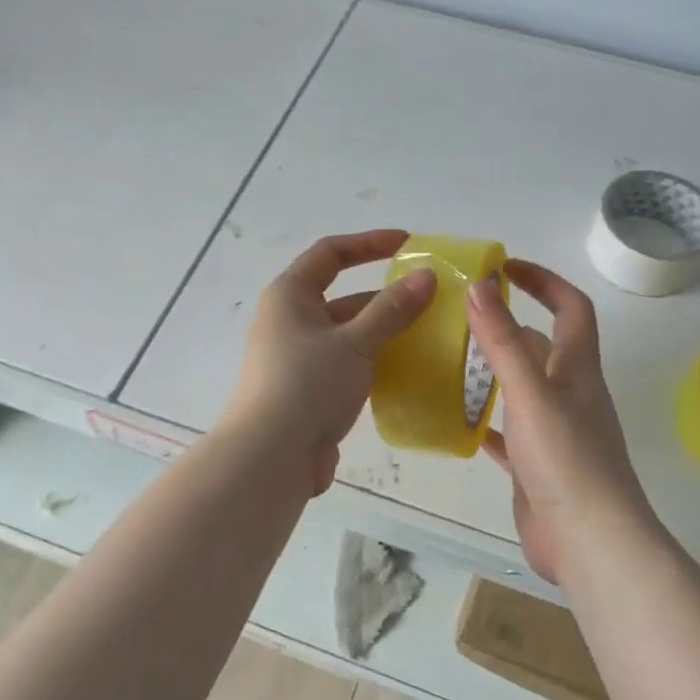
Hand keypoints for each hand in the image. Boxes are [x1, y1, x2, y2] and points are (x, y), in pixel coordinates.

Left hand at [219, 230, 436, 493]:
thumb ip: (393, 309)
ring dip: (381, 332)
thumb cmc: (308, 385)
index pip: (330, 254)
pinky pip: (344, 364)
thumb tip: (427, 276)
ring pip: (346, 334)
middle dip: (384, 297)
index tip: (408, 244)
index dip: (369, 243)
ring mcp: (295, 358)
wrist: (271, 456)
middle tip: (428, 300)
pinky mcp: (305, 390)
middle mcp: (288, 321)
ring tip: (425, 336)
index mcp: (290, 296)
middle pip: (341, 296)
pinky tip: (403, 371)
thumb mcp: (356, 342)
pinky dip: (372, 362)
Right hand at [468, 261, 657, 581]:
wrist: (589, 540)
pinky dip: (487, 423)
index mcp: (576, 369)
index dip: (544, 281)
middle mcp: (569, 394)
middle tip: (459, 318)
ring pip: (522, 389)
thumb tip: (479, 285)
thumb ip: (502, 341)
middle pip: (541, 346)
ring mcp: (554, 432)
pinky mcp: (536, 465)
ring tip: (450, 362)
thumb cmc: (566, 459)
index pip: (571, 308)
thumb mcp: (531, 392)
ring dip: (493, 372)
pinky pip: (508, 433)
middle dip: (507, 326)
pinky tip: (458, 422)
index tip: (505, 267)